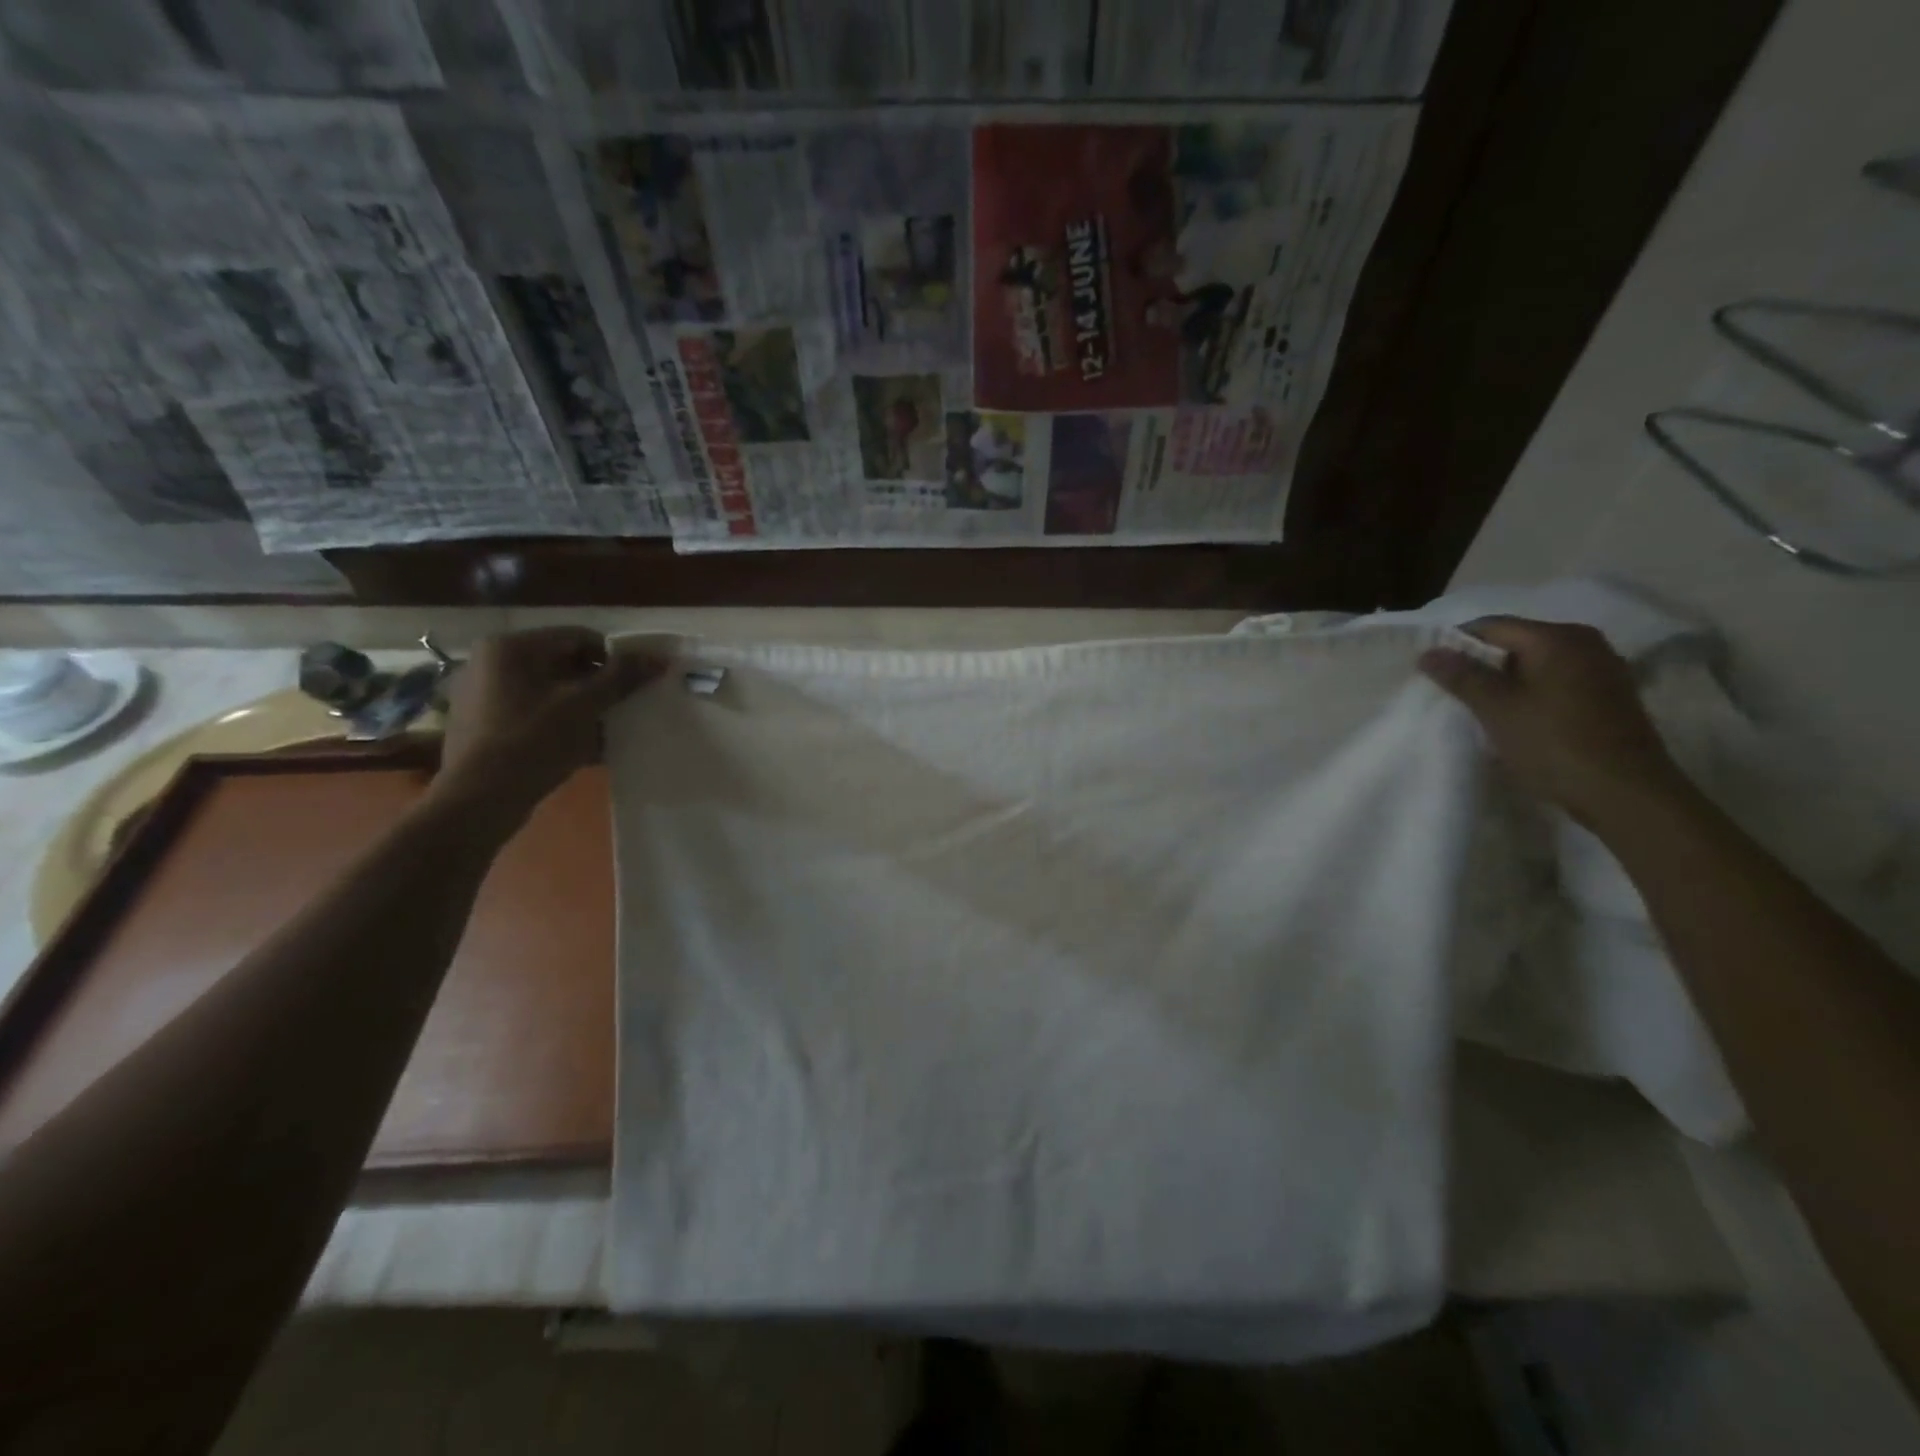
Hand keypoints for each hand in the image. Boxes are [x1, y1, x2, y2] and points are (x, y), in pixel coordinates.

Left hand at [431, 627, 663, 830]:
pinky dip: (561, 724)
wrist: (477, 801)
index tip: (636, 685)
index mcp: (511, 647)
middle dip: (599, 686)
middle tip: (625, 709)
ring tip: (608, 731)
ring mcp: (484, 694)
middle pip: (564, 664)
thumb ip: (621, 677)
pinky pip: (535, 714)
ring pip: (551, 691)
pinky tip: (583, 748)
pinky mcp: (484, 725)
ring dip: (584, 708)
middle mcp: (492, 662)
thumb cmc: (532, 743)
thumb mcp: (584, 706)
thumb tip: (658, 658)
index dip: (615, 658)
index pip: (579, 638)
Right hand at [1418, 616, 1687, 826]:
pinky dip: (1531, 693)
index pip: (1491, 626)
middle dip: (1481, 664)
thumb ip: (1462, 676)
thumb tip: (1428, 652)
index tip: (1432, 671)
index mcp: (1557, 637)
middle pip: (1516, 642)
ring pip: (1536, 664)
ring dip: (1505, 681)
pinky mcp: (1610, 696)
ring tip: (1481, 708)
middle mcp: (1585, 642)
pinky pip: (1557, 681)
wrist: (1624, 792)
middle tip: (1453, 692)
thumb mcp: (1497, 709)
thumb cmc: (1554, 743)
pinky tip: (1518, 718)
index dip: (1456, 645)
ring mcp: (1603, 669)